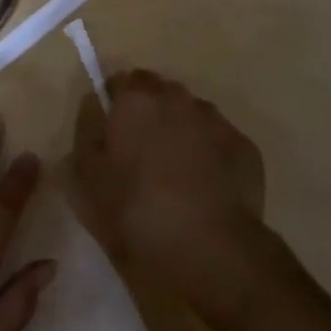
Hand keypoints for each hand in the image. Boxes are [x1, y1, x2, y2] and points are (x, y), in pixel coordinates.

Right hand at [68, 69, 267, 305]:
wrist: (210, 250)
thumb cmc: (136, 212)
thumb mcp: (86, 181)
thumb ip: (85, 136)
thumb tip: (94, 111)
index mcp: (134, 101)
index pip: (121, 80)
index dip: (114, 103)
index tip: (111, 131)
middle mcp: (176, 99)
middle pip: (159, 93)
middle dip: (149, 113)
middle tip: (141, 152)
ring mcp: (215, 121)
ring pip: (191, 114)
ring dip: (181, 131)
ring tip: (176, 172)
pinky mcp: (245, 148)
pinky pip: (218, 140)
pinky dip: (210, 154)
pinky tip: (205, 187)